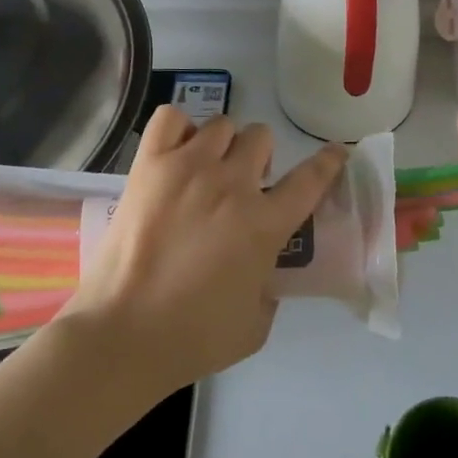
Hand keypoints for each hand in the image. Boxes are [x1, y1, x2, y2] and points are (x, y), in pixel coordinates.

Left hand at [61, 106, 346, 394]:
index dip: (328, 161)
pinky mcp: (150, 165)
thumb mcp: (255, 325)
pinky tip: (176, 153)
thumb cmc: (192, 338)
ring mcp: (188, 167)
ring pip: (222, 125)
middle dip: (259, 159)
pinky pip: (170, 119)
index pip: (311, 178)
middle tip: (244, 185)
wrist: (121, 335)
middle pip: (261, 137)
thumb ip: (270, 287)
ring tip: (207, 170)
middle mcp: (232, 184)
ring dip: (223, 146)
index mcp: (264, 223)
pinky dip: (179, 129)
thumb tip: (264, 269)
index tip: (335, 153)